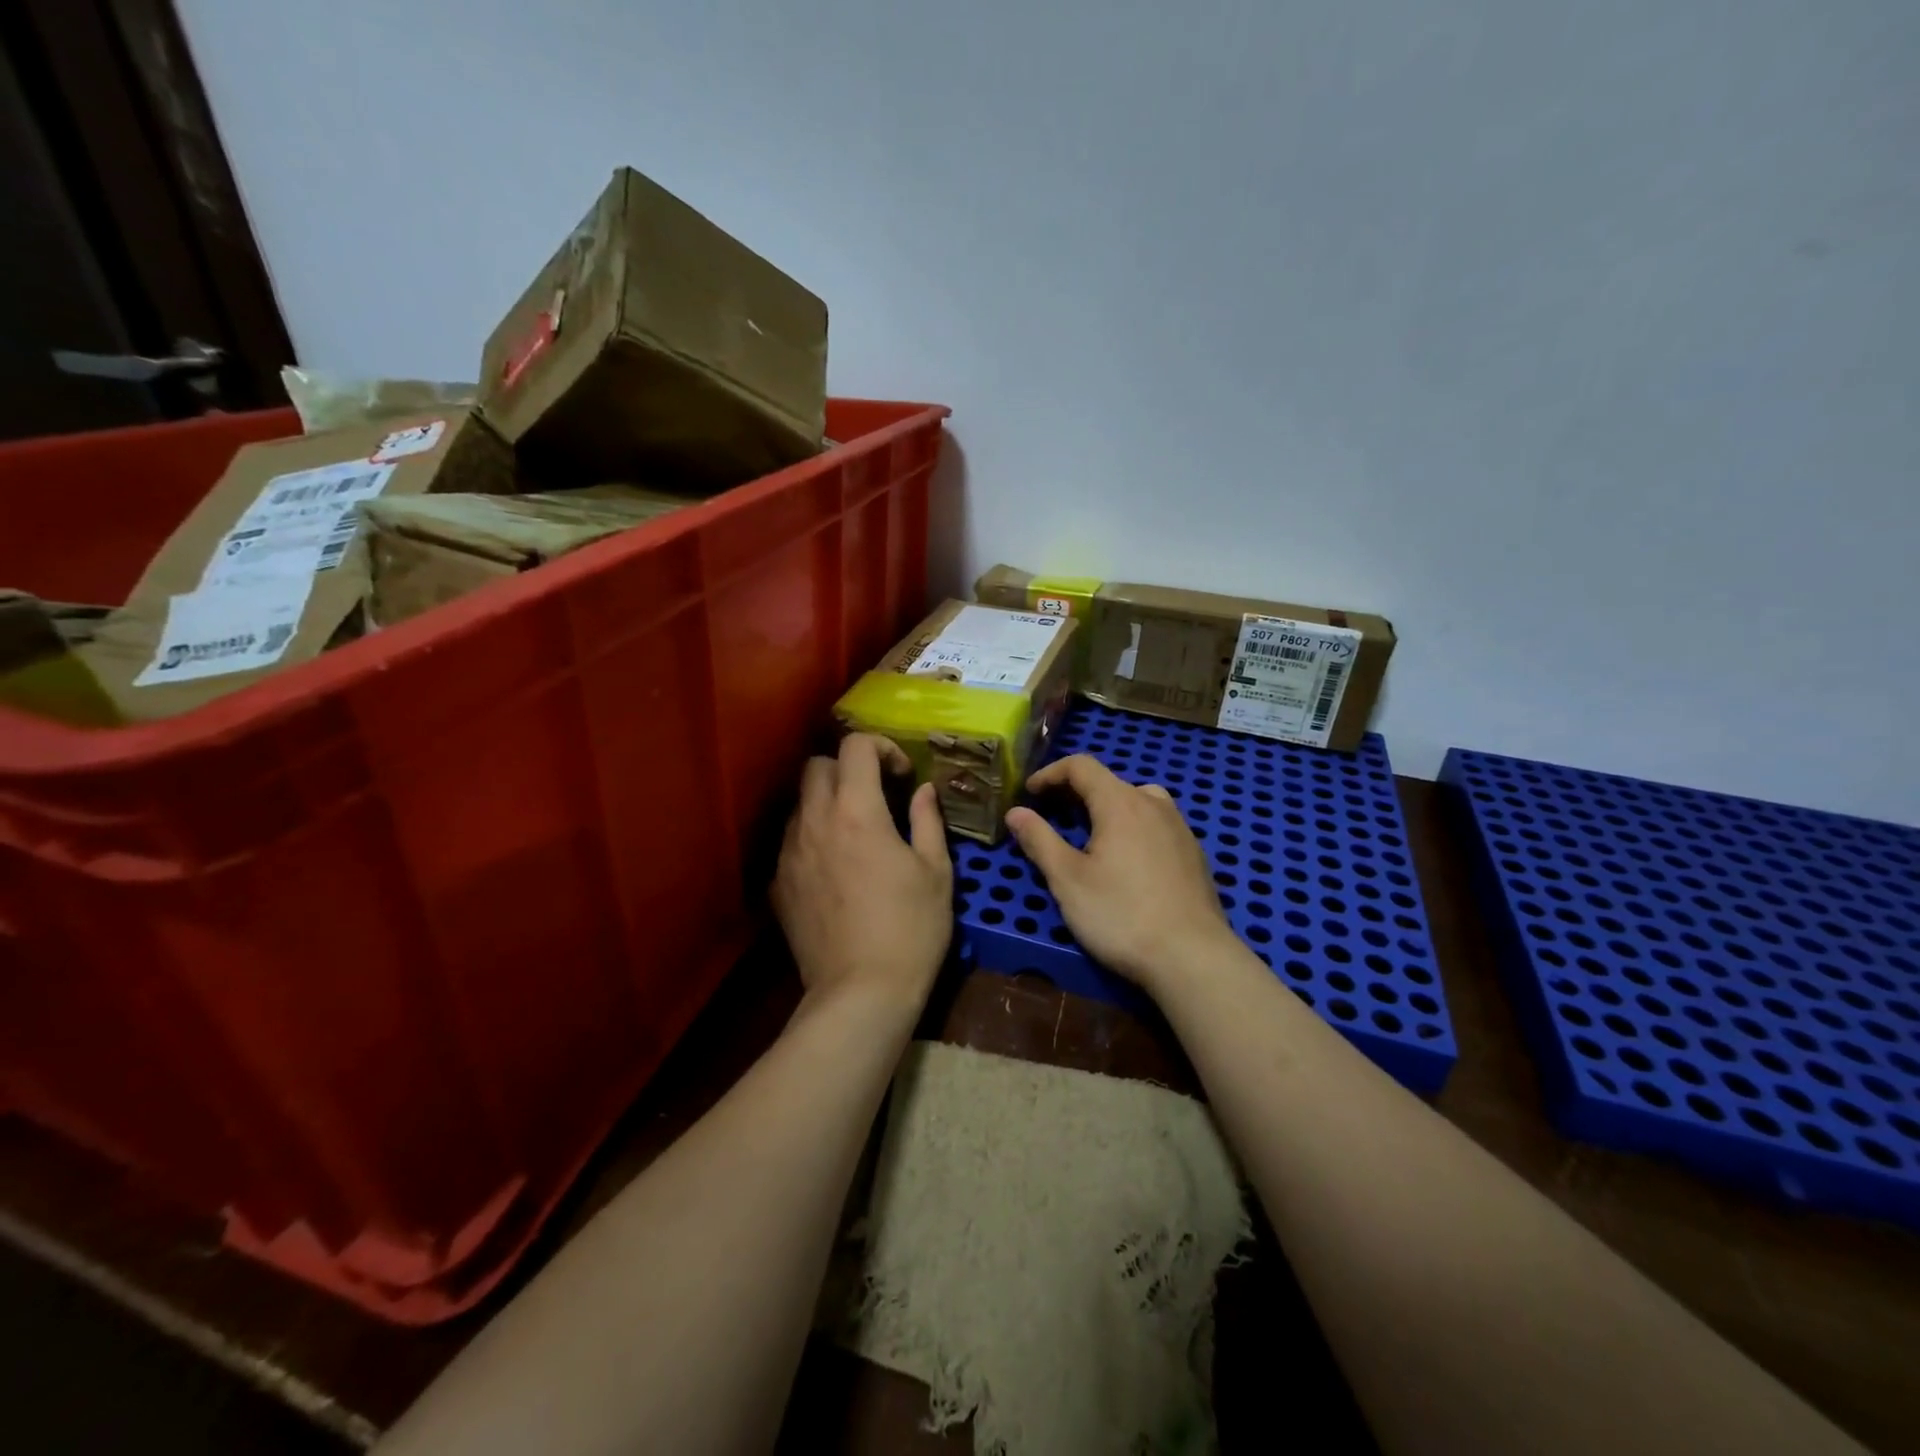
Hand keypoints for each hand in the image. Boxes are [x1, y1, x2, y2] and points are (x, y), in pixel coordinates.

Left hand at [773, 734, 952, 1013]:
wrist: (861, 993)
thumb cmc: (911, 928)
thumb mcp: (936, 871)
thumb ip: (927, 820)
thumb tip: (923, 791)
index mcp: (857, 811)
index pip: (855, 747)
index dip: (882, 747)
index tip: (902, 775)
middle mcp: (814, 822)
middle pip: (817, 765)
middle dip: (847, 768)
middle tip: (876, 794)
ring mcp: (789, 853)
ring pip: (800, 803)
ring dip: (827, 802)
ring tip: (855, 831)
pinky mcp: (779, 884)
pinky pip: (792, 842)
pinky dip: (813, 838)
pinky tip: (835, 868)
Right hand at [1004, 755, 1236, 993]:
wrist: (1192, 958)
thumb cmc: (1121, 915)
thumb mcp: (1067, 880)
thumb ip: (1039, 840)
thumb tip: (1015, 812)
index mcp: (1121, 802)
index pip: (1081, 766)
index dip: (1050, 773)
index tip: (1029, 794)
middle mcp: (1153, 804)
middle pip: (1109, 782)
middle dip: (1074, 792)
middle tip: (1049, 816)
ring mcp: (1179, 828)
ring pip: (1135, 801)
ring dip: (1105, 808)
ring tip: (1087, 835)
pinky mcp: (1193, 853)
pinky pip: (1154, 824)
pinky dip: (1130, 827)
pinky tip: (1124, 861)